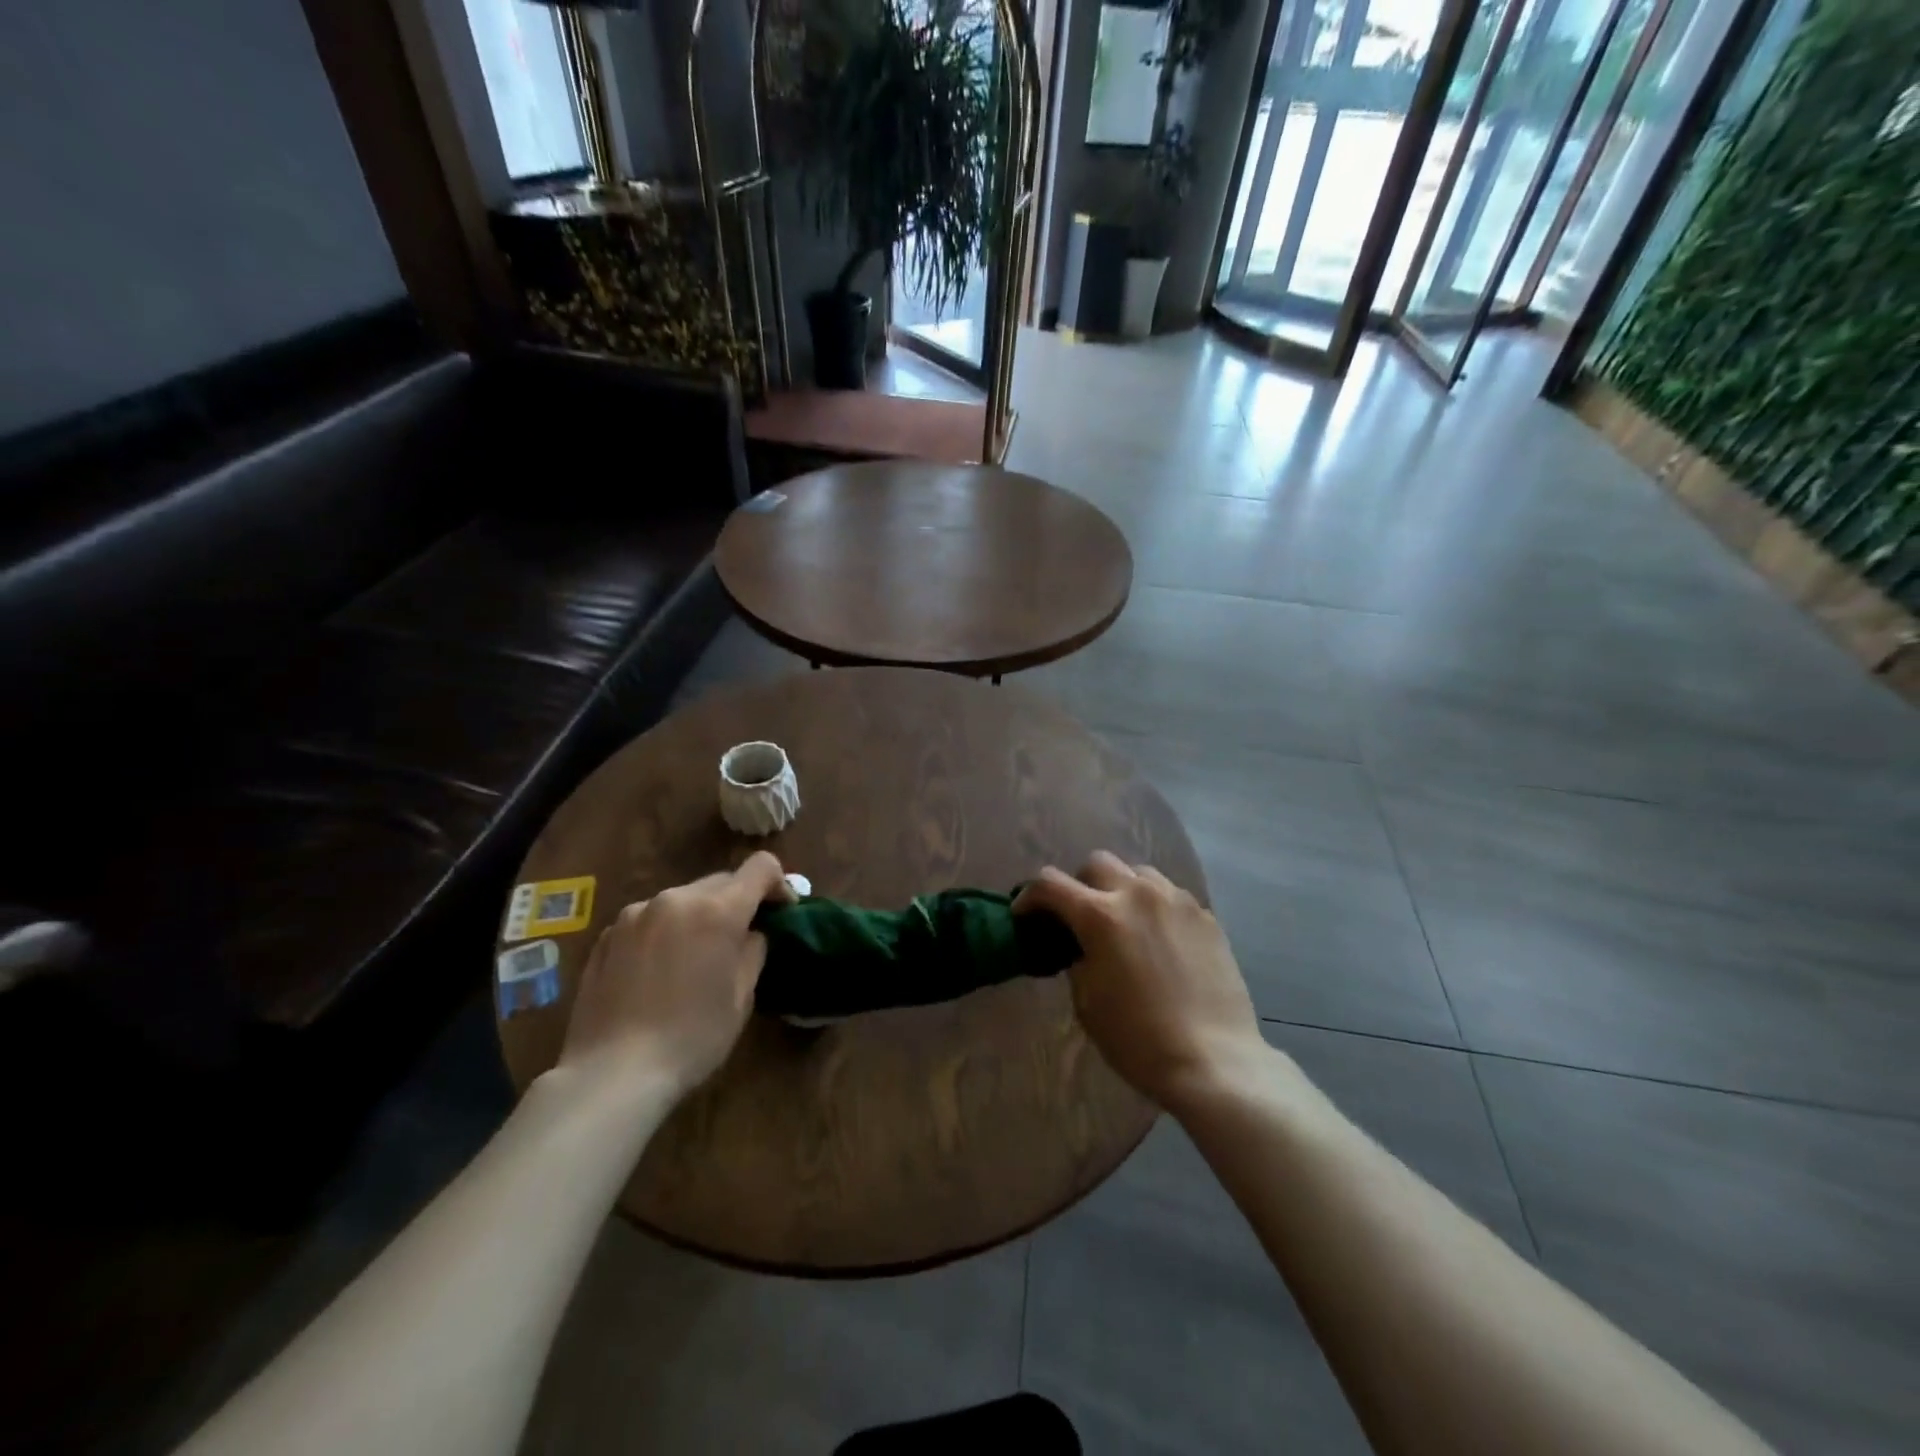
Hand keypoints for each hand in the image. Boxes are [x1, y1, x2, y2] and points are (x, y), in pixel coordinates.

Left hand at [556, 853, 792, 1103]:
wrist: (612, 1073)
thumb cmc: (691, 1037)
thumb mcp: (741, 997)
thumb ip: (753, 951)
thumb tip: (750, 933)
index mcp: (717, 910)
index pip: (761, 867)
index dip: (779, 883)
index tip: (782, 911)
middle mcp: (675, 898)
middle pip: (721, 882)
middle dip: (737, 902)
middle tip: (741, 939)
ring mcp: (635, 914)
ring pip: (683, 900)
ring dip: (699, 916)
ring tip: (695, 957)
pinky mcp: (607, 935)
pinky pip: (650, 919)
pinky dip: (665, 932)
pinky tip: (658, 972)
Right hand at [1016, 851, 1263, 1109]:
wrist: (1213, 1060)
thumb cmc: (1138, 1038)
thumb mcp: (1087, 1002)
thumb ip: (1077, 959)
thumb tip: (1078, 945)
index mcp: (1100, 915)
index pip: (1050, 884)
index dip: (1029, 896)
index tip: (1025, 914)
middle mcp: (1137, 894)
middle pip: (1097, 863)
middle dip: (1079, 885)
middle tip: (1079, 917)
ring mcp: (1176, 901)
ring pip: (1138, 872)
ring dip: (1120, 889)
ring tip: (1123, 921)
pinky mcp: (1205, 916)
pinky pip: (1170, 895)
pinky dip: (1154, 906)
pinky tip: (1158, 939)